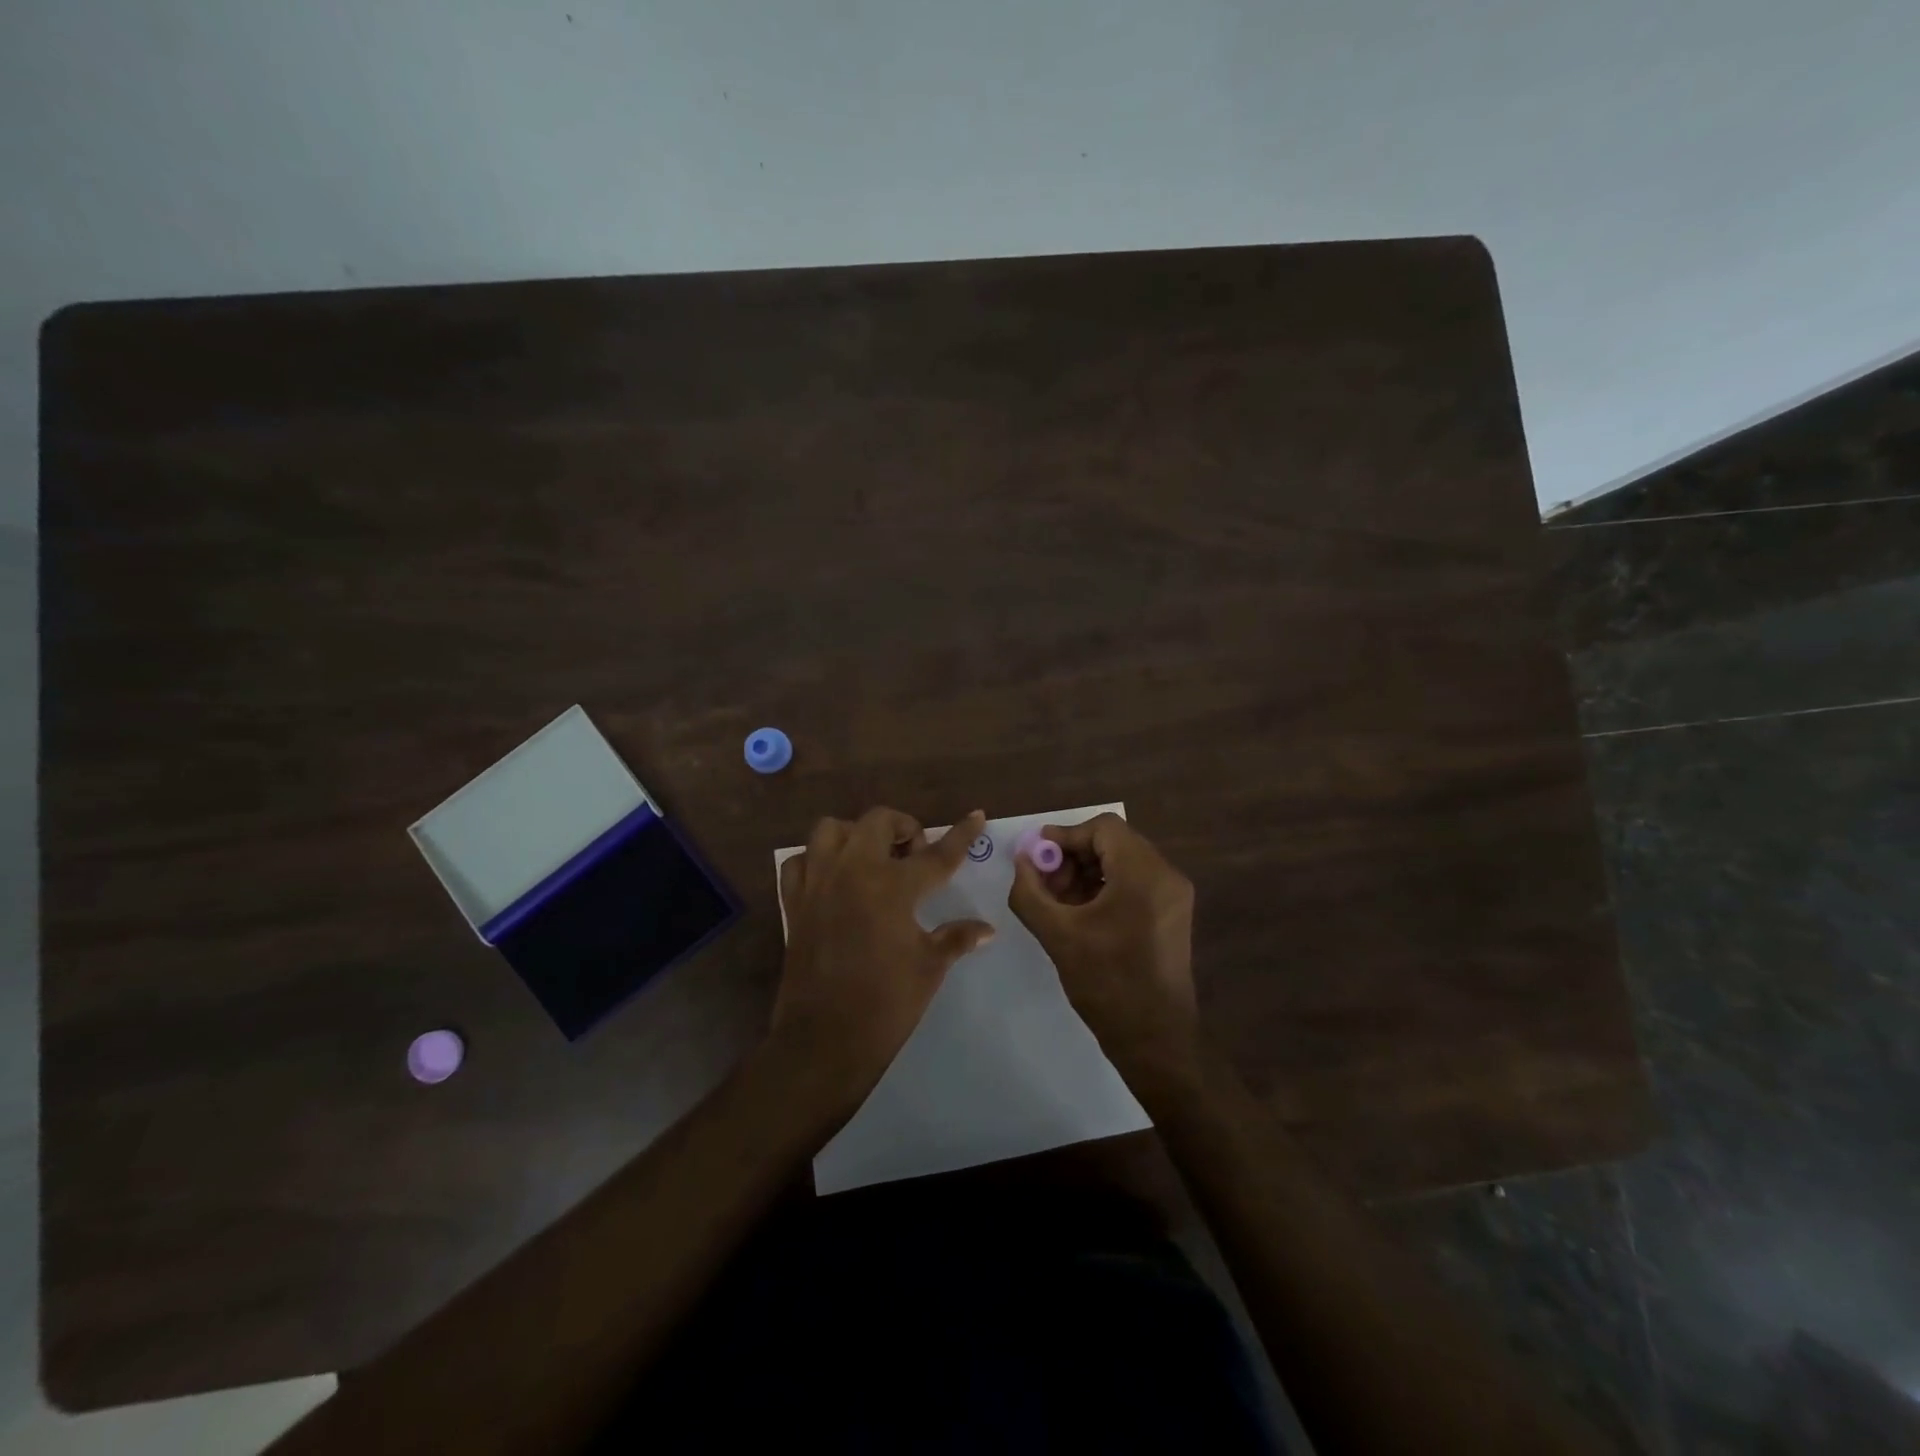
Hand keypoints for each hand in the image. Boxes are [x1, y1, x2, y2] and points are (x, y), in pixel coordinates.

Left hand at [775, 807, 995, 1104]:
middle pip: (878, 822)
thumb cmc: (886, 1003)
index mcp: (892, 886)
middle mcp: (853, 871)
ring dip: (855, 834)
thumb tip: (988, 929)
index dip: (961, 835)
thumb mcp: (929, 967)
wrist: (824, 1040)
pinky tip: (833, 879)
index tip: (976, 815)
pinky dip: (816, 860)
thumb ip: (957, 938)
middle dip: (903, 827)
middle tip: (915, 854)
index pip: (937, 854)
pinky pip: (800, 862)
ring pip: (830, 830)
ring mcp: (818, 883)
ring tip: (871, 858)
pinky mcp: (794, 902)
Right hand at [1008, 813, 1197, 1078]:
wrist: (1156, 1040)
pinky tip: (1079, 914)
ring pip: (1122, 862)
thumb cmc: (1107, 984)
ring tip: (1056, 902)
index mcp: (1144, 874)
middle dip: (1072, 857)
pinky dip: (1104, 888)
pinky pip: (1133, 883)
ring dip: (1086, 873)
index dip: (1064, 837)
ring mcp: (1173, 895)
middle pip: (1113, 843)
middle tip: (1042, 882)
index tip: (1035, 857)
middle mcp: (1166, 875)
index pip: (1102, 828)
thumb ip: (1030, 892)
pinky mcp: (1172, 914)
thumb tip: (1021, 861)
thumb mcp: (1058, 935)